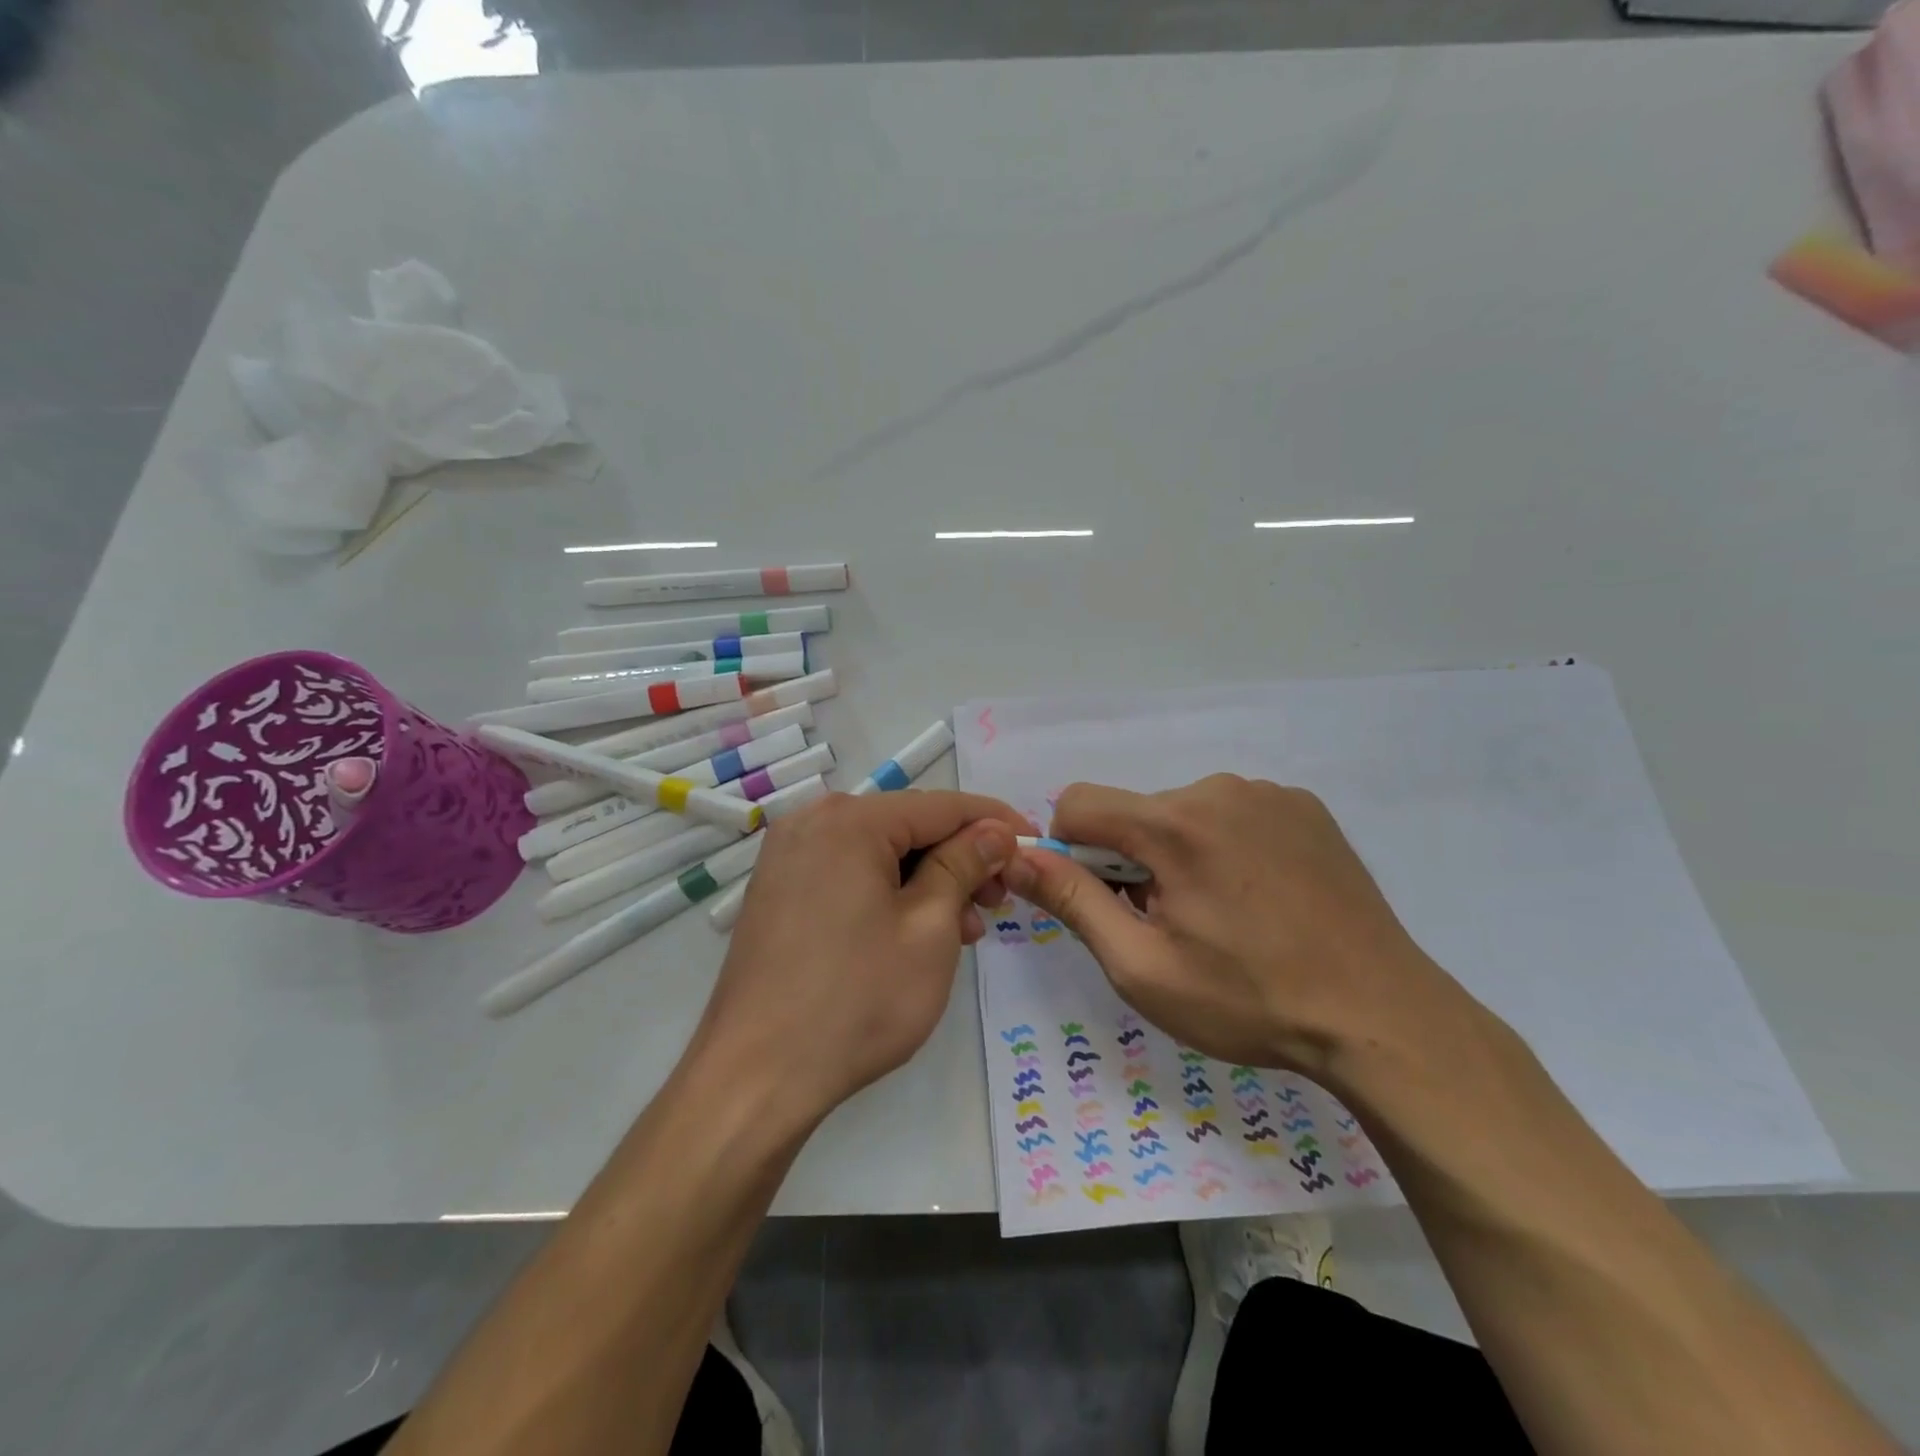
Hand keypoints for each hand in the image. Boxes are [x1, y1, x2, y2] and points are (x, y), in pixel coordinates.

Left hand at [695, 791, 1026, 1123]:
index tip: (1034, 844)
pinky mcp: (779, 890)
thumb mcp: (929, 928)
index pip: (942, 805)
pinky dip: (889, 893)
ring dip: (927, 881)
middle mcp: (812, 822)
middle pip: (908, 826)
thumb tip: (994, 831)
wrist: (756, 1077)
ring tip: (962, 930)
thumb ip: (965, 865)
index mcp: (849, 820)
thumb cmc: (856, 1000)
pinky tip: (915, 932)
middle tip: (998, 902)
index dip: (994, 822)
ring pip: (880, 852)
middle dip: (960, 859)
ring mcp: (788, 857)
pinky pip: (849, 873)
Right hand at [1001, 775, 1473, 1075]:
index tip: (1104, 900)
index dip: (1071, 851)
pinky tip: (1261, 898)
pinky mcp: (1305, 807)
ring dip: (1179, 854)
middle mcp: (1218, 789)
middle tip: (1172, 924)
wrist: (1380, 1018)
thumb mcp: (1141, 967)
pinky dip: (1225, 846)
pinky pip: (1234, 813)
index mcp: (1173, 824)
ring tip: (1222, 915)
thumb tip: (1016, 858)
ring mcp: (1269, 794)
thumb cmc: (1248, 1000)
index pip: (1079, 802)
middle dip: (1132, 860)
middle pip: (1135, 812)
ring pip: (1183, 812)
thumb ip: (1071, 902)